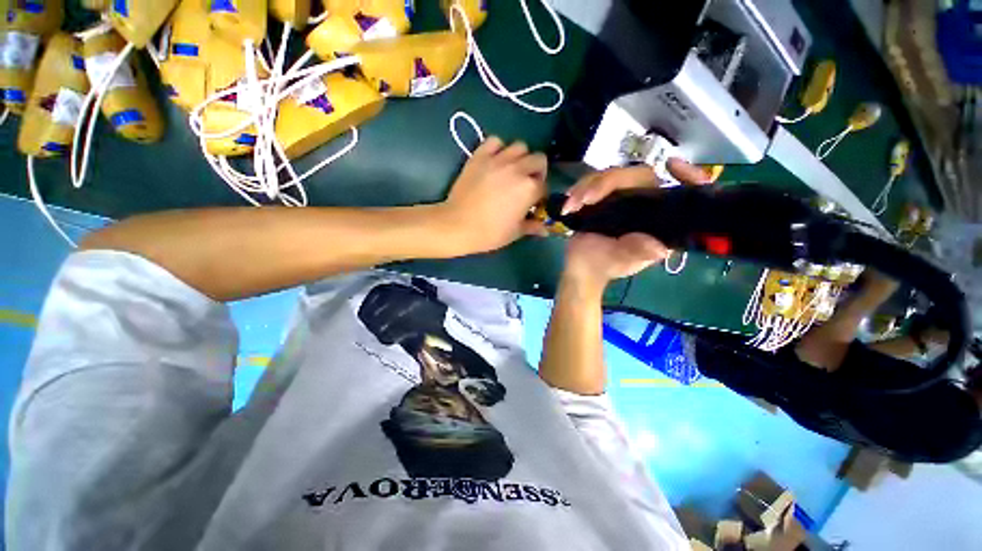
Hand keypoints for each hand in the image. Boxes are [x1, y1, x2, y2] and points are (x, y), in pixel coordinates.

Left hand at [437, 137, 547, 254]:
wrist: (458, 225)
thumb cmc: (490, 232)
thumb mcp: (515, 232)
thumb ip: (533, 227)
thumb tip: (545, 230)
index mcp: (529, 188)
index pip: (544, 185)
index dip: (541, 195)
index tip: (534, 202)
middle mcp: (518, 169)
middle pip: (538, 160)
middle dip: (537, 172)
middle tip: (527, 184)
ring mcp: (498, 160)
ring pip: (520, 146)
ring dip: (521, 157)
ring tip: (512, 171)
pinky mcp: (480, 156)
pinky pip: (495, 141)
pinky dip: (498, 147)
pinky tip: (495, 160)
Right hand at [561, 159, 712, 288]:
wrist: (581, 267)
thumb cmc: (604, 266)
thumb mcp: (621, 262)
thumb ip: (636, 253)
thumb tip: (660, 249)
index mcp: (660, 222)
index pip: (683, 193)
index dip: (687, 176)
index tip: (671, 165)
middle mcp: (647, 205)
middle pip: (639, 176)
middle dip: (609, 183)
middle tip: (585, 200)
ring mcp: (625, 198)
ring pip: (613, 176)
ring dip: (588, 187)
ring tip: (571, 205)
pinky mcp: (606, 197)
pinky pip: (596, 181)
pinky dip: (580, 189)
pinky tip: (569, 202)